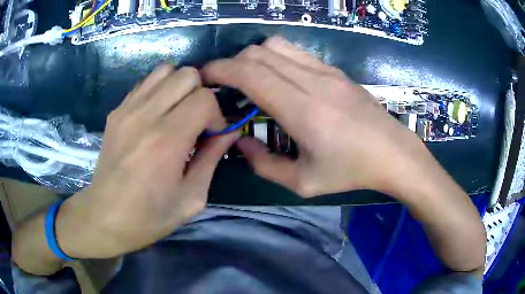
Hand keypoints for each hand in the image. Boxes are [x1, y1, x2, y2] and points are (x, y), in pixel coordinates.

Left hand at [56, 65, 238, 258]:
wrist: (105, 217)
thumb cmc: (149, 216)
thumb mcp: (191, 197)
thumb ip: (212, 158)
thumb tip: (230, 132)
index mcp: (166, 141)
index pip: (204, 98)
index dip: (216, 114)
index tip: (211, 135)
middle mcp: (145, 116)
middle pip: (186, 74)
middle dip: (201, 94)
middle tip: (197, 120)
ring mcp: (127, 110)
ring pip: (165, 70)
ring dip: (179, 87)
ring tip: (177, 112)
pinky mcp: (116, 111)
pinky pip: (145, 83)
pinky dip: (159, 90)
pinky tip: (157, 115)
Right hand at [202, 37, 434, 197]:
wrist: (393, 153)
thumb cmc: (351, 172)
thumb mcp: (303, 182)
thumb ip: (264, 165)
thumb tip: (241, 142)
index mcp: (302, 110)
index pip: (249, 73)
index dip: (220, 70)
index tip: (204, 78)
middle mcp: (311, 81)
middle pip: (257, 53)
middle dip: (231, 64)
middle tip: (225, 86)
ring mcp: (325, 71)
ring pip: (275, 45)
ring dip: (253, 58)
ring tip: (250, 80)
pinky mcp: (334, 70)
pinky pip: (295, 52)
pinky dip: (275, 57)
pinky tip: (278, 78)